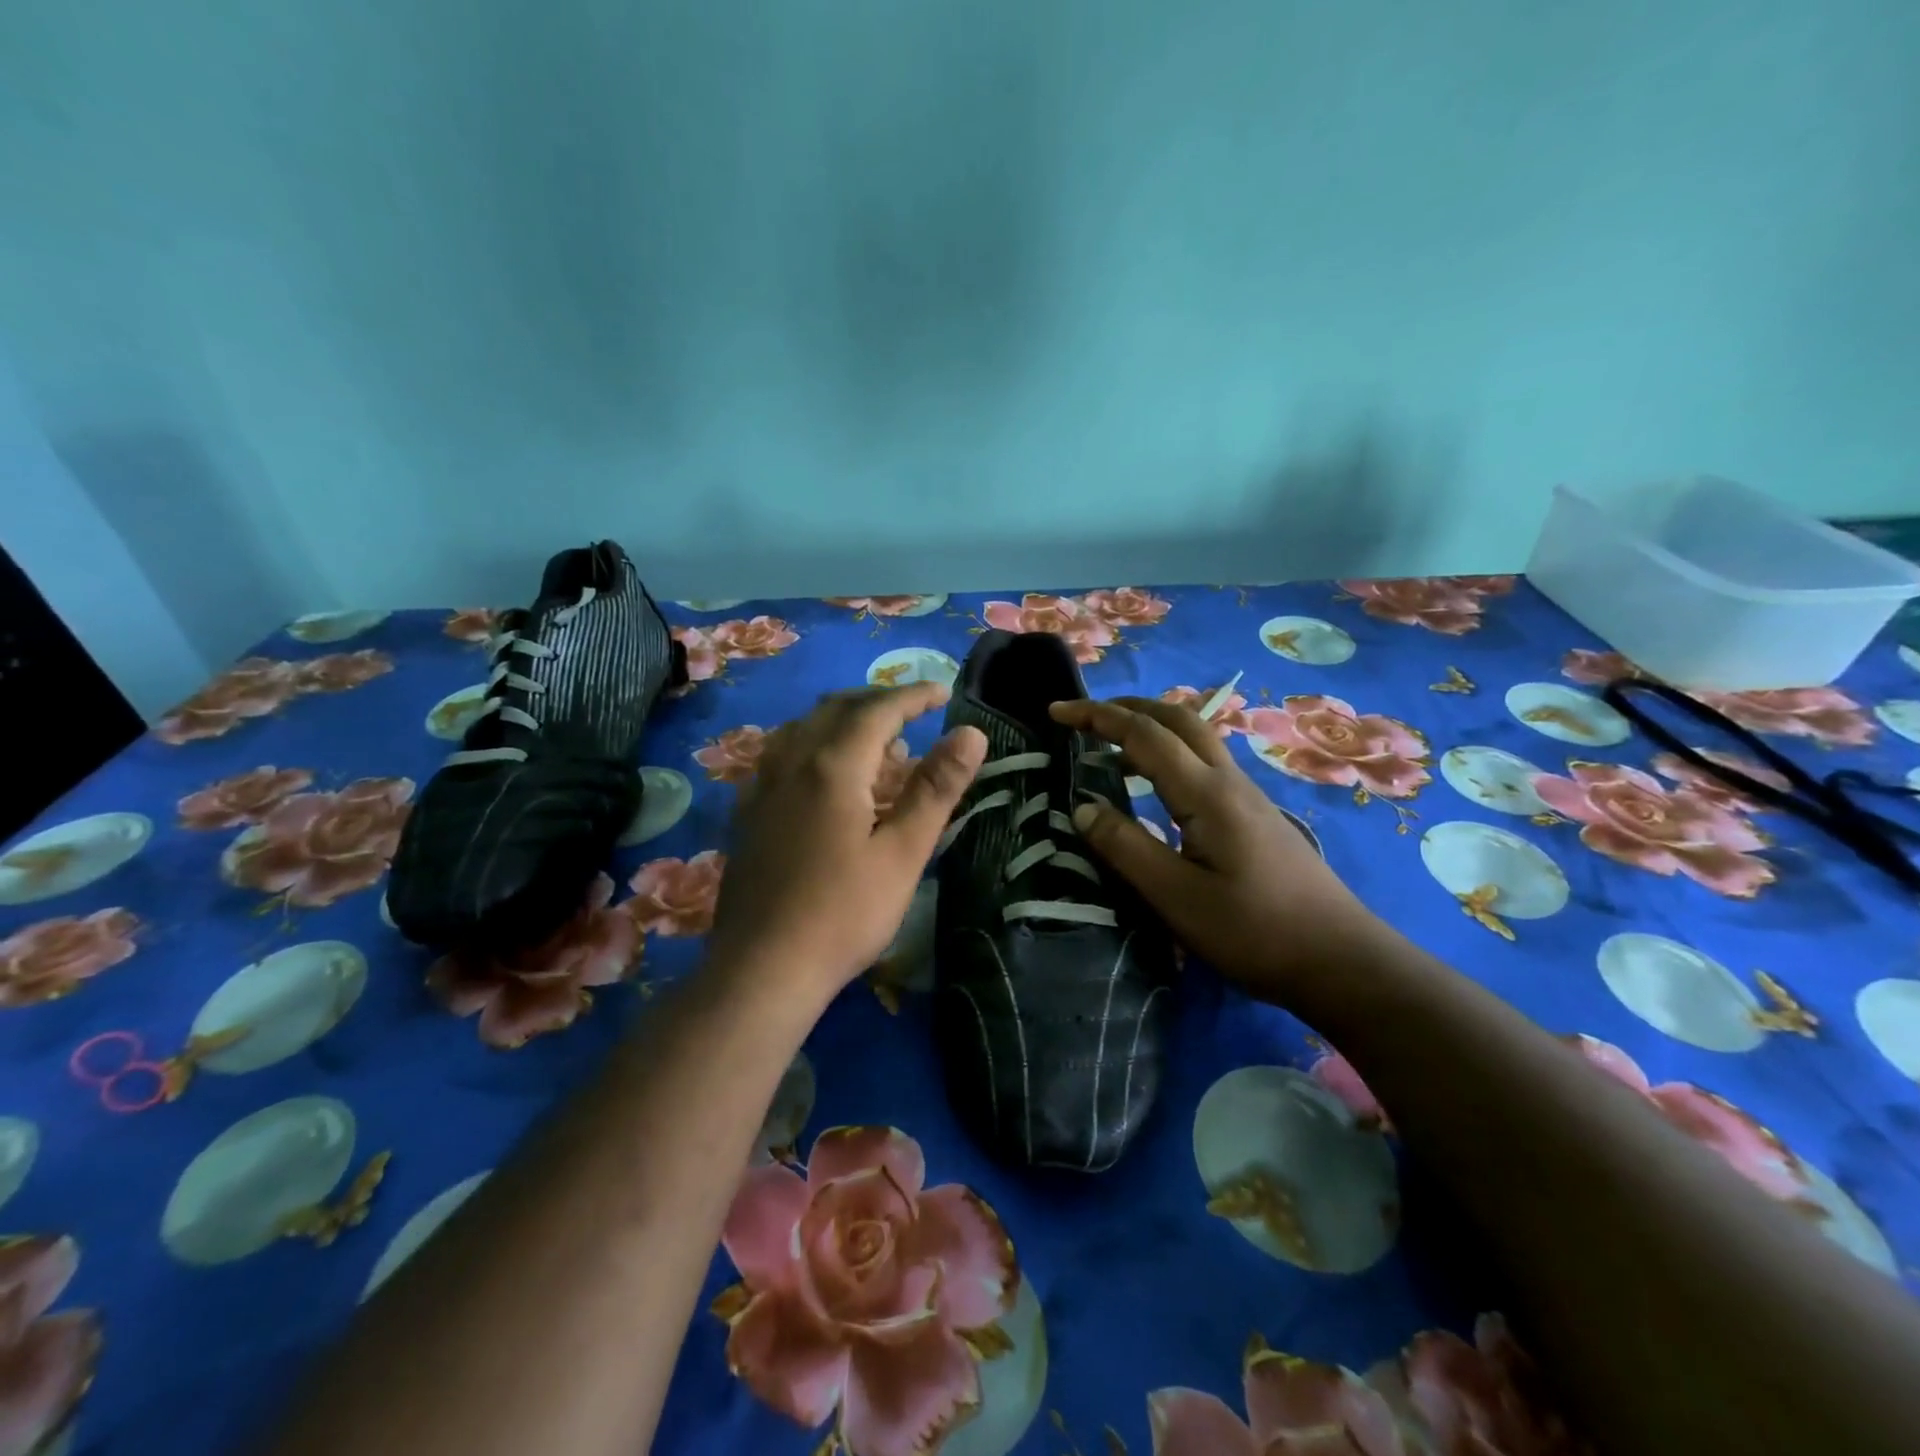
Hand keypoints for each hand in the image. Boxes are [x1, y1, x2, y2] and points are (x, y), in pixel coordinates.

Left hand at [707, 683, 987, 1005]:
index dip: (914, 696)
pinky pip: (782, 756)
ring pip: (803, 729)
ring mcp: (762, 788)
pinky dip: (814, 747)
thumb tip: (971, 733)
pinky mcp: (748, 814)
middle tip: (914, 713)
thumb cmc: (844, 914)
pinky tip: (825, 777)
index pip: (878, 710)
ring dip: (842, 721)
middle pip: (835, 709)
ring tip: (876, 745)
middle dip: (877, 702)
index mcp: (831, 766)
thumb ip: (936, 788)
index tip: (944, 693)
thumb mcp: (903, 853)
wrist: (762, 969)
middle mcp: (791, 763)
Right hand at [1050, 695, 1381, 996]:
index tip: (1056, 712)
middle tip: (1084, 718)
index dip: (1097, 718)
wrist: (1340, 959)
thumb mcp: (1176, 897)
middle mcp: (1229, 782)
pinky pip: (1205, 763)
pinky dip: (1170, 753)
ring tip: (1112, 746)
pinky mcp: (1256, 816)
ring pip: (1196, 738)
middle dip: (1127, 707)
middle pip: (1177, 718)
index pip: (1144, 734)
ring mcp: (1248, 797)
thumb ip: (1125, 848)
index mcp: (1207, 794)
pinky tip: (1158, 786)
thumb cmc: (1254, 931)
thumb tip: (1082, 808)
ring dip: (1151, 727)